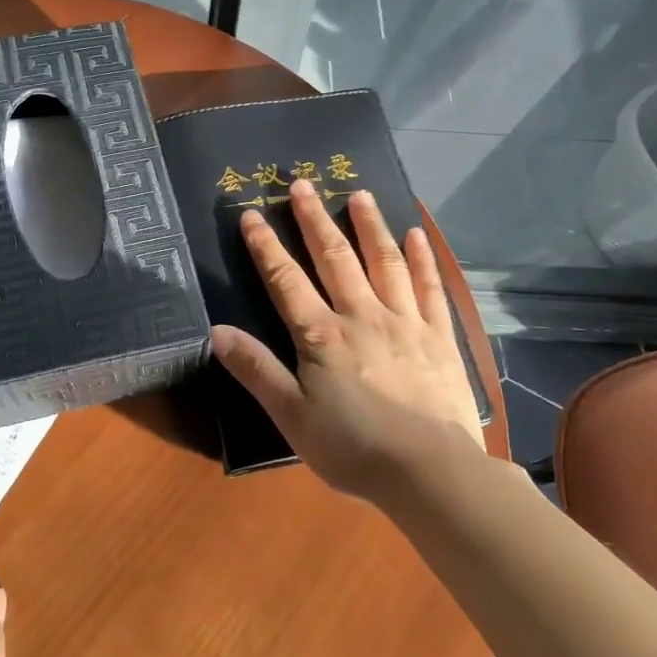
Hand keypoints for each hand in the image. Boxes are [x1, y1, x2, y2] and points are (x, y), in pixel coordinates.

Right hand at [210, 180, 486, 501]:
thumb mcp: (292, 417)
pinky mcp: (439, 337)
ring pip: (383, 262)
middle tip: (302, 183)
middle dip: (315, 220)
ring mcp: (405, 322)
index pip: (286, 281)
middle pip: (334, 259)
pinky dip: (421, 259)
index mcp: (322, 336)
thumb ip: (256, 371)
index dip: (266, 246)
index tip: (253, 214)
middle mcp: (362, 316)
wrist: (430, 472)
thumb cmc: (353, 448)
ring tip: (359, 194)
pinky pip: (429, 288)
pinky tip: (415, 235)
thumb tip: (217, 331)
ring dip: (369, 226)